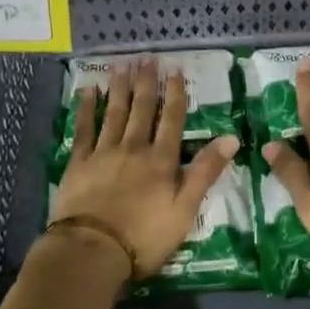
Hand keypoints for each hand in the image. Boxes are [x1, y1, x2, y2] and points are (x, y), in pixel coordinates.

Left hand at [51, 59, 237, 281]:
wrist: (93, 250)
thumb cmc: (145, 237)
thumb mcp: (185, 209)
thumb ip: (205, 172)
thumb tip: (231, 138)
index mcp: (161, 160)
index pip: (172, 120)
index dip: (176, 94)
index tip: (175, 70)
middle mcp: (134, 148)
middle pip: (142, 109)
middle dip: (146, 82)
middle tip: (147, 58)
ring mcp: (103, 153)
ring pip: (114, 113)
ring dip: (120, 87)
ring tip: (122, 65)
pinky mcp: (78, 163)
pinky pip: (83, 129)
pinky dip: (87, 108)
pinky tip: (88, 91)